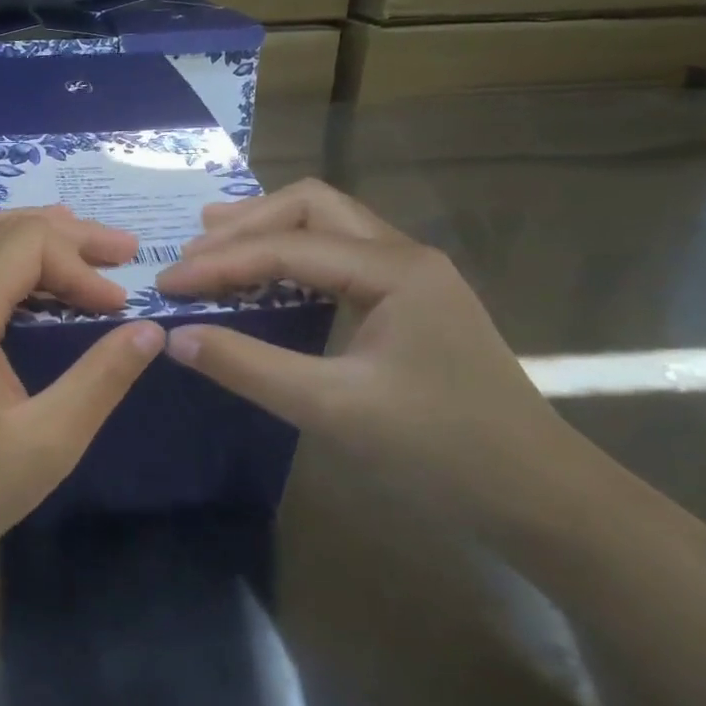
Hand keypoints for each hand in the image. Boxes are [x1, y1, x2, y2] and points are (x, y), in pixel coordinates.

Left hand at [0, 208, 164, 578]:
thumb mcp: (48, 441)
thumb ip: (102, 378)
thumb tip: (150, 330)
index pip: (28, 245)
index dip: (81, 265)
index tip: (117, 308)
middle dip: (63, 234)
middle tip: (119, 250)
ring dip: (19, 235)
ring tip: (69, 244)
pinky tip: (6, 282)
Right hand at [153, 179, 577, 524]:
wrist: (538, 497)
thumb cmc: (439, 450)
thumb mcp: (331, 408)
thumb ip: (248, 366)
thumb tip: (177, 338)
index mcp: (394, 268)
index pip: (286, 247)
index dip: (219, 263)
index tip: (167, 285)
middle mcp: (404, 255)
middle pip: (312, 208)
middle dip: (246, 224)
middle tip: (192, 252)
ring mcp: (412, 277)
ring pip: (328, 227)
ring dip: (269, 232)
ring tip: (216, 246)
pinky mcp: (410, 303)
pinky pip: (340, 259)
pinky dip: (292, 259)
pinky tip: (267, 279)